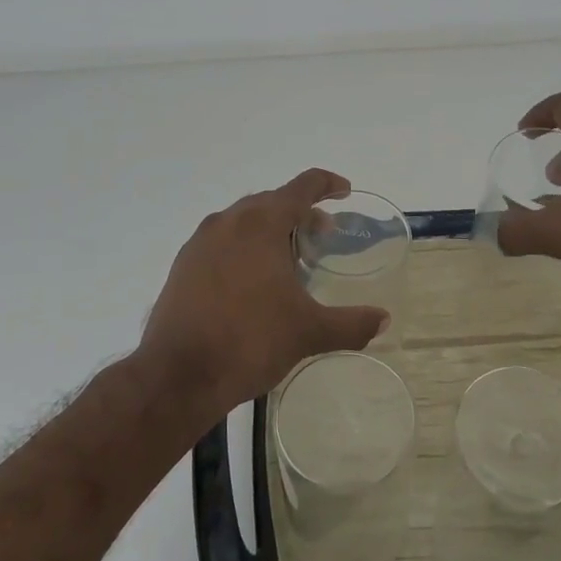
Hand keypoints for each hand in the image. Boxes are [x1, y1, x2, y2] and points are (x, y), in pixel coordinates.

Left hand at [139, 169, 388, 412]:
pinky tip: (252, 281)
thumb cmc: (250, 341)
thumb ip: (351, 323)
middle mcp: (228, 222)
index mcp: (261, 223)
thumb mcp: (309, 332)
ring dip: (270, 229)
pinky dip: (244, 247)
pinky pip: (221, 241)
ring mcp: (200, 242)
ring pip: (243, 220)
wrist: (178, 375)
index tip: (345, 191)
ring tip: (288, 259)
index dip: (327, 184)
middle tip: (322, 234)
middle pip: (272, 201)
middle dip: (300, 212)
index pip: (302, 187)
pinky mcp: (182, 265)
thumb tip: (383, 319)